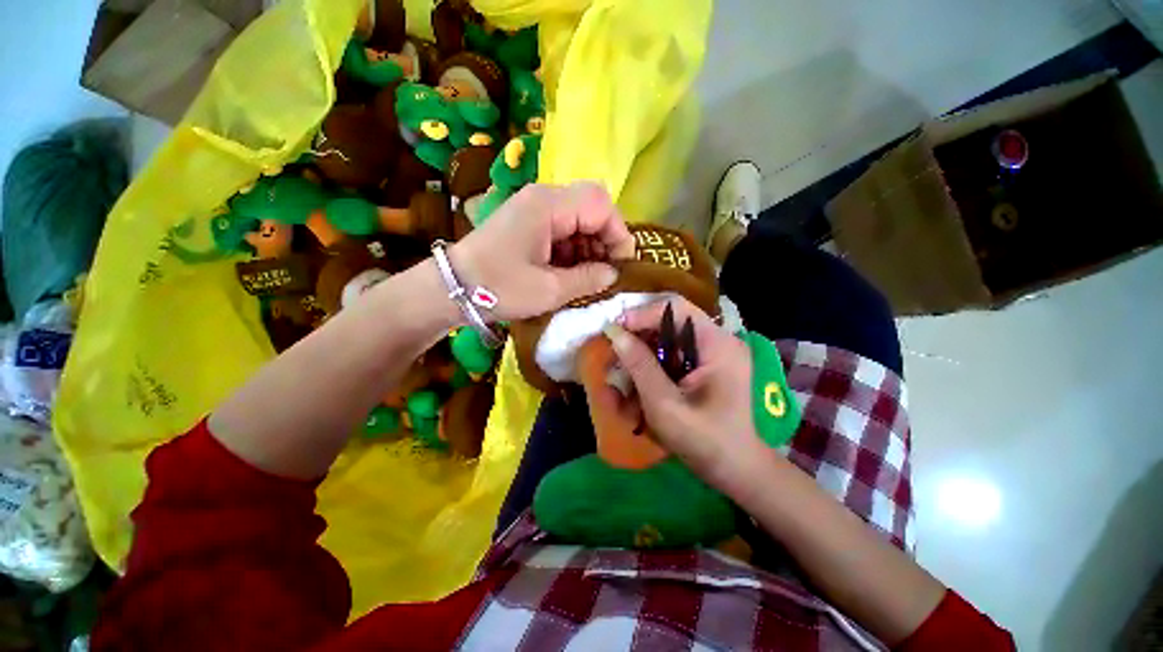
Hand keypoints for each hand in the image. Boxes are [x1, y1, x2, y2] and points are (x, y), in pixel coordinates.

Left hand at [449, 182, 635, 321]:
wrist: (452, 288)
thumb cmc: (499, 288)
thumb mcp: (549, 290)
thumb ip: (588, 279)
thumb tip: (614, 274)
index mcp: (548, 206)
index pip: (601, 205)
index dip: (618, 234)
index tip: (621, 266)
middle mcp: (543, 197)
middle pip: (592, 206)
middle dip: (605, 239)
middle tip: (605, 271)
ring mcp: (534, 207)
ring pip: (579, 217)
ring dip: (590, 245)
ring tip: (588, 276)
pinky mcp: (528, 221)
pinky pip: (563, 227)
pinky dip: (574, 248)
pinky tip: (570, 271)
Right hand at [599, 297, 768, 497]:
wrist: (736, 472)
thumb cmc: (705, 442)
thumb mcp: (665, 405)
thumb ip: (640, 366)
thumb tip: (615, 333)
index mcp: (717, 345)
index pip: (675, 309)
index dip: (642, 314)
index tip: (615, 331)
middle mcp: (715, 343)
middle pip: (667, 325)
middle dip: (636, 342)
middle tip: (613, 361)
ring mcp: (709, 356)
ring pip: (663, 344)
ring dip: (638, 363)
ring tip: (619, 390)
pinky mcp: (701, 370)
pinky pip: (668, 361)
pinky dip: (648, 375)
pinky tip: (634, 399)